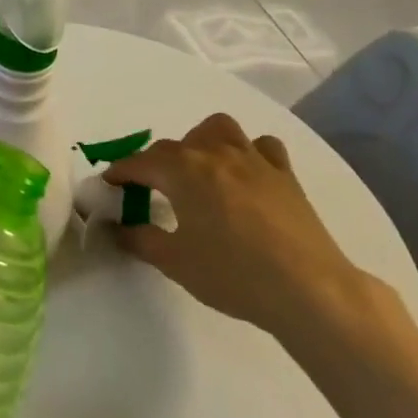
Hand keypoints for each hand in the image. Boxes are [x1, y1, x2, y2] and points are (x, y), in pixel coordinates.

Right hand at [104, 114, 366, 340]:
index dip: (120, 172)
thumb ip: (139, 239)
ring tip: (198, 169)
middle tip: (151, 190)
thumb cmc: (233, 274)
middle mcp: (215, 154)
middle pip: (175, 145)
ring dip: (201, 142)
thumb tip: (115, 228)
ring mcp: (254, 160)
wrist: (308, 289)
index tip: (109, 184)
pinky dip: (248, 152)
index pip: (140, 162)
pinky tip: (245, 174)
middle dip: (155, 162)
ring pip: (219, 129)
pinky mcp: (284, 174)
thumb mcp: (174, 262)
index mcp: (183, 171)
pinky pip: (262, 146)